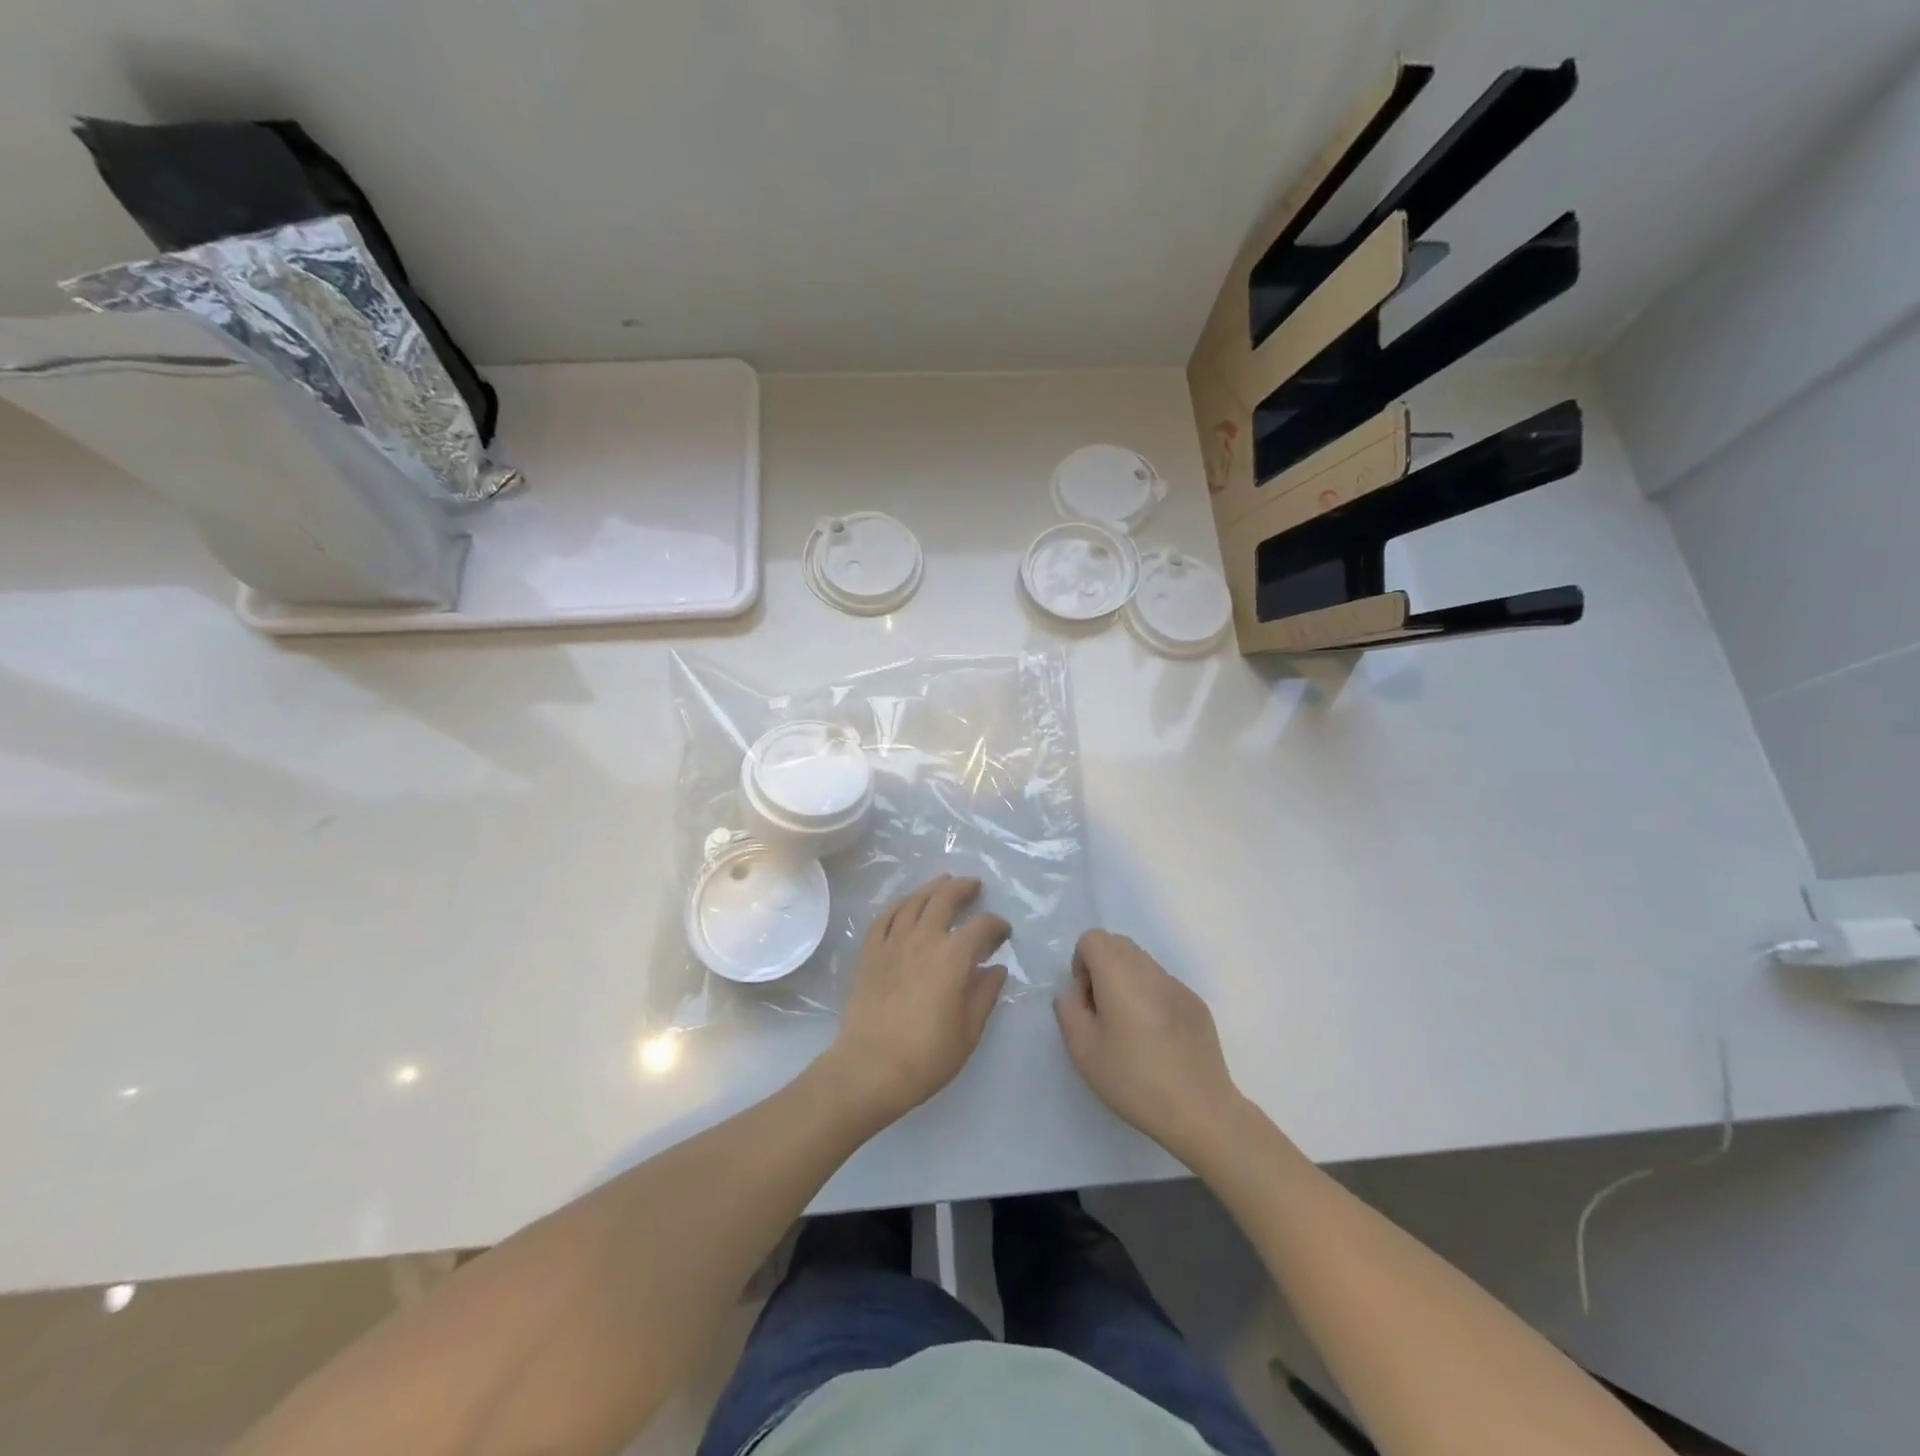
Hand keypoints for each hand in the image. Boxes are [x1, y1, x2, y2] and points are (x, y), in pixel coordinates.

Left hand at [824, 875, 1010, 1124]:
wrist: (870, 1068)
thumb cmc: (927, 1056)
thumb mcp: (968, 1031)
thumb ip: (984, 994)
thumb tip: (996, 968)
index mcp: (954, 956)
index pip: (982, 926)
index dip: (997, 925)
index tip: (1003, 933)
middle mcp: (924, 938)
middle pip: (945, 898)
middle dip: (964, 888)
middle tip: (974, 886)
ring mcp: (893, 942)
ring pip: (914, 901)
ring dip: (932, 888)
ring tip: (943, 883)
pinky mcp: (869, 952)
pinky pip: (885, 916)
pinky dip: (899, 904)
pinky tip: (906, 904)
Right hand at [1054, 930, 1244, 1161]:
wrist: (1200, 1110)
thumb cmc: (1134, 1080)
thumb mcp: (1083, 1051)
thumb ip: (1068, 1011)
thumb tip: (1075, 994)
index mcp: (1120, 974)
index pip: (1093, 938)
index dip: (1081, 964)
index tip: (1086, 1002)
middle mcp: (1150, 970)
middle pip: (1118, 945)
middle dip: (1102, 969)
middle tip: (1103, 1013)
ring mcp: (1178, 986)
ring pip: (1142, 964)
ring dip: (1126, 983)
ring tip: (1130, 1029)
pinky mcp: (1196, 1004)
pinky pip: (1163, 985)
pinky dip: (1151, 998)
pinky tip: (1157, 1041)